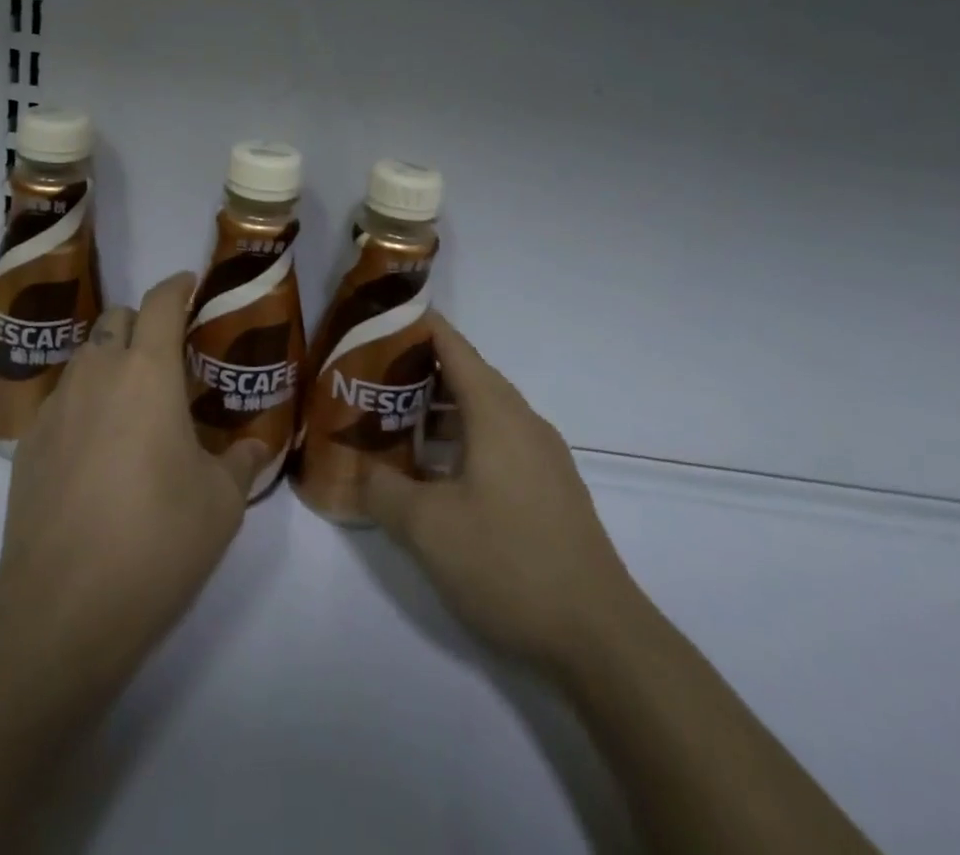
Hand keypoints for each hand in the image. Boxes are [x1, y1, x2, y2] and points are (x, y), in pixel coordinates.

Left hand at [0, 272, 268, 678]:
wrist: (63, 607)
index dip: (176, 287)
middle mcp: (97, 374)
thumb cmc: (157, 540)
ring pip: (85, 356)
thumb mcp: (221, 503)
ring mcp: (57, 407)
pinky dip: (84, 401)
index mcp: (147, 373)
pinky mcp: (30, 443)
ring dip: (111, 360)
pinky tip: (97, 447)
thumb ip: (242, 463)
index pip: (160, 304)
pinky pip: (62, 398)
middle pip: (116, 319)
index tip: (189, 286)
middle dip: (142, 323)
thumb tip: (256, 447)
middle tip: (167, 356)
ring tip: (133, 402)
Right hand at [364, 315, 638, 669]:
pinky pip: (498, 441)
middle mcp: (523, 422)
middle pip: (466, 375)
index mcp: (496, 412)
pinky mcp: (549, 488)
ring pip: (482, 412)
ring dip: (438, 410)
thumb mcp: (428, 528)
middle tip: (369, 379)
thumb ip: (382, 490)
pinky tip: (435, 473)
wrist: (601, 638)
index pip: (452, 346)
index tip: (376, 321)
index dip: (415, 326)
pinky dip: (462, 439)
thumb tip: (358, 471)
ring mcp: (542, 456)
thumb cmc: (509, 563)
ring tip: (393, 423)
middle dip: (417, 371)